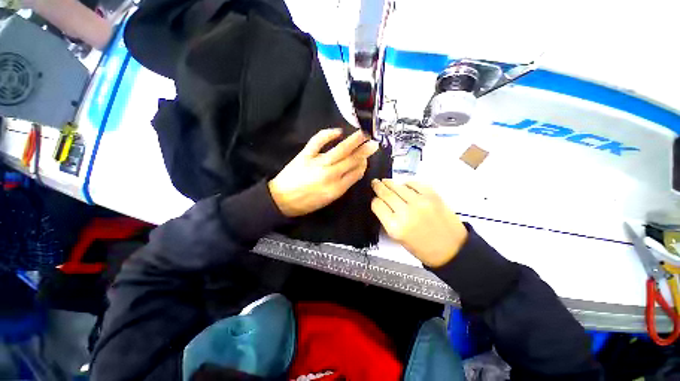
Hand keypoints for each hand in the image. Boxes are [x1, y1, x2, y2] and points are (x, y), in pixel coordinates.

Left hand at [269, 128, 378, 216]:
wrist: (282, 199)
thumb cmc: (307, 203)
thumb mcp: (329, 200)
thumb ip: (343, 185)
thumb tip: (355, 170)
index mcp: (337, 189)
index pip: (356, 173)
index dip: (363, 165)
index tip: (366, 159)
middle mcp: (330, 175)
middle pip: (351, 160)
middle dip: (364, 151)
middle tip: (374, 143)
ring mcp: (318, 163)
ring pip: (340, 150)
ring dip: (354, 141)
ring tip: (364, 134)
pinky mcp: (306, 155)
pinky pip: (318, 141)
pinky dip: (328, 134)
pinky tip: (338, 131)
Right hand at [370, 179, 467, 267]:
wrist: (452, 249)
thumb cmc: (422, 248)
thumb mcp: (398, 238)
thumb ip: (387, 220)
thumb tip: (382, 203)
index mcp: (395, 227)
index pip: (377, 205)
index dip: (374, 200)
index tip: (375, 199)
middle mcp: (406, 212)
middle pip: (386, 193)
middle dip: (378, 186)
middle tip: (375, 182)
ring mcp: (420, 202)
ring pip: (398, 186)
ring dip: (390, 183)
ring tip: (386, 181)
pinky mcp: (432, 196)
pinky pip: (414, 183)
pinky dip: (407, 183)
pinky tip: (404, 185)